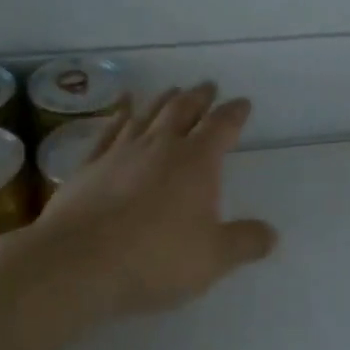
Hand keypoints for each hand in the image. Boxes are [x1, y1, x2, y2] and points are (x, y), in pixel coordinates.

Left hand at [27, 84, 277, 322]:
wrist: (78, 263)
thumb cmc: (155, 259)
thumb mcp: (213, 258)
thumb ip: (245, 242)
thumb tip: (271, 234)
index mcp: (196, 162)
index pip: (221, 127)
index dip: (234, 113)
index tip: (242, 103)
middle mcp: (160, 147)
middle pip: (182, 110)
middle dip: (199, 97)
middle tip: (207, 86)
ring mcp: (120, 152)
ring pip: (146, 115)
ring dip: (162, 101)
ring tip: (172, 91)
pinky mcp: (89, 165)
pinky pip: (109, 131)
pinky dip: (120, 116)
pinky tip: (122, 111)